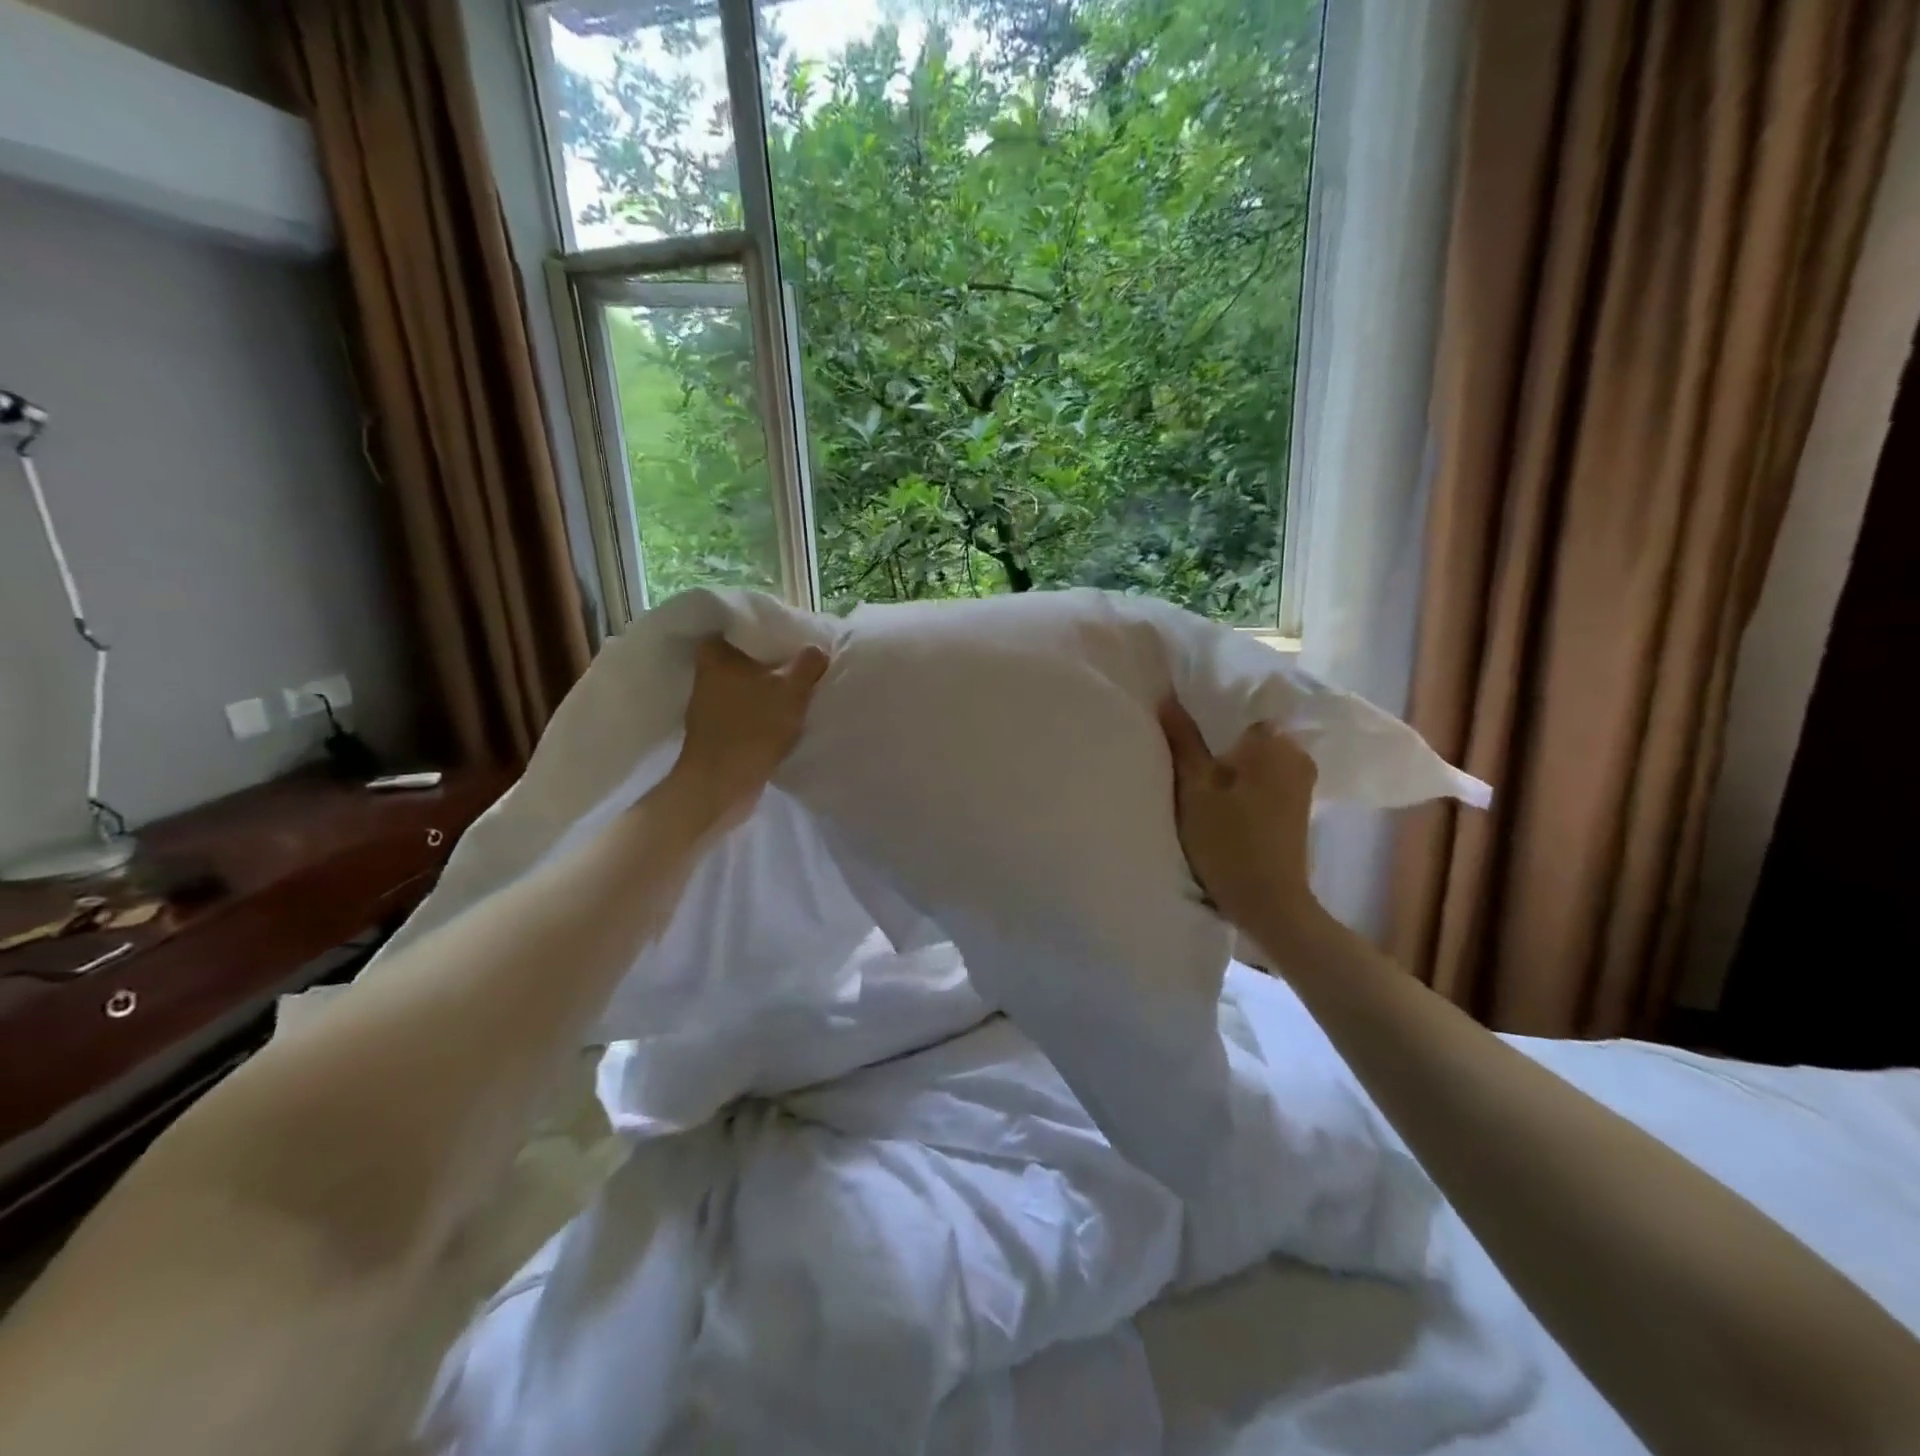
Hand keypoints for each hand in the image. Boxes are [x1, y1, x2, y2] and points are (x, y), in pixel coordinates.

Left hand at [670, 635, 830, 829]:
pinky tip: (790, 712)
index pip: (748, 624)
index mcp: (716, 652)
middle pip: (753, 654)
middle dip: (780, 658)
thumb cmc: (752, 728)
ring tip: (806, 686)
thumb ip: (809, 662)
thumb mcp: (791, 689)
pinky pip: (751, 705)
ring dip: (776, 685)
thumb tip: (818, 650)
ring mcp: (712, 700)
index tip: (802, 635)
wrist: (722, 785)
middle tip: (810, 660)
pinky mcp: (719, 726)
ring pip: (754, 681)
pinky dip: (768, 707)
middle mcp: (708, 671)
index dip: (777, 627)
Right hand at [1159, 696, 1323, 941]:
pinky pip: (1264, 776)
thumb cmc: (1228, 843)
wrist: (1268, 903)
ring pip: (1255, 757)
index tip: (1180, 724)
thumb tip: (1168, 697)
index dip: (1206, 714)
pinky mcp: (1296, 805)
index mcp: (1274, 743)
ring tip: (1196, 771)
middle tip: (1182, 750)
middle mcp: (1296, 755)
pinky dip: (1242, 780)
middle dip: (1218, 739)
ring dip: (1229, 762)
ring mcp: (1300, 781)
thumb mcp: (1195, 790)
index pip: (1238, 708)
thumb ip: (1184, 741)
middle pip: (1247, 733)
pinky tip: (1219, 793)